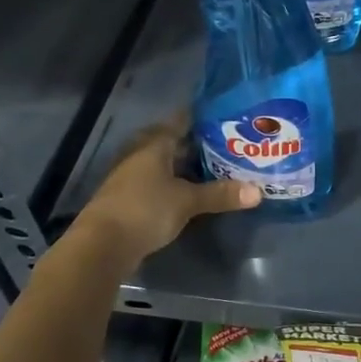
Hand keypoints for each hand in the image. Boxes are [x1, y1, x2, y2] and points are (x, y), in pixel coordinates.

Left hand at [76, 116, 257, 262]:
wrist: (102, 246)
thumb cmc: (145, 210)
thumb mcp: (187, 201)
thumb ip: (220, 194)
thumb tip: (259, 192)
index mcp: (154, 145)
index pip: (181, 120)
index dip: (202, 117)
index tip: (227, 115)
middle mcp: (141, 155)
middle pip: (172, 142)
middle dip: (198, 143)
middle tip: (228, 142)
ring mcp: (132, 177)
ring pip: (165, 163)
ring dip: (186, 165)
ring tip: (218, 166)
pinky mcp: (130, 199)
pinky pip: (159, 182)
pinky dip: (176, 183)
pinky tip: (194, 191)